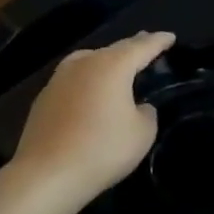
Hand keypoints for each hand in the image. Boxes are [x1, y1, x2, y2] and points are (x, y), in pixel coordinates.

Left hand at [2, 31, 174, 213]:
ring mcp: (59, 79)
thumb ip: (146, 112)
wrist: (45, 176)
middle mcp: (84, 64)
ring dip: (106, 60)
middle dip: (133, 46)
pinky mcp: (43, 99)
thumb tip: (137, 107)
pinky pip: (74, 79)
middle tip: (147, 43)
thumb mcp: (143, 133)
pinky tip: (91, 92)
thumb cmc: (102, 149)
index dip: (159, 41)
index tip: (170, 37)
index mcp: (113, 66)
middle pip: (114, 49)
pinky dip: (88, 79)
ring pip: (89, 60)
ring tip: (117, 64)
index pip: (142, 46)